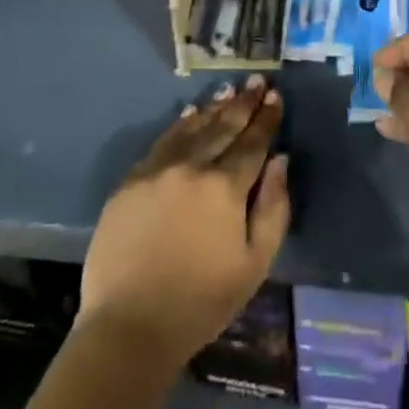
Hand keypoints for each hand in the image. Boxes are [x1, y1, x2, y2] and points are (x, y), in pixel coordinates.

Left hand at [79, 74, 289, 365]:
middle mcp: (192, 167)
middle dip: (243, 103)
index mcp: (225, 187)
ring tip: (228, 90)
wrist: (129, 328)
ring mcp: (157, 170)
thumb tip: (280, 160)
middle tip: (256, 81)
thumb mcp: (255, 264)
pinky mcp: (131, 182)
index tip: (275, 96)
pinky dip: (180, 125)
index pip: (252, 142)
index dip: (266, 118)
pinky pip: (162, 142)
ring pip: (192, 128)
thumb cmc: (201, 303)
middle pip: (223, 127)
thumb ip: (274, 207)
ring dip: (213, 108)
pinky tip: (190, 114)